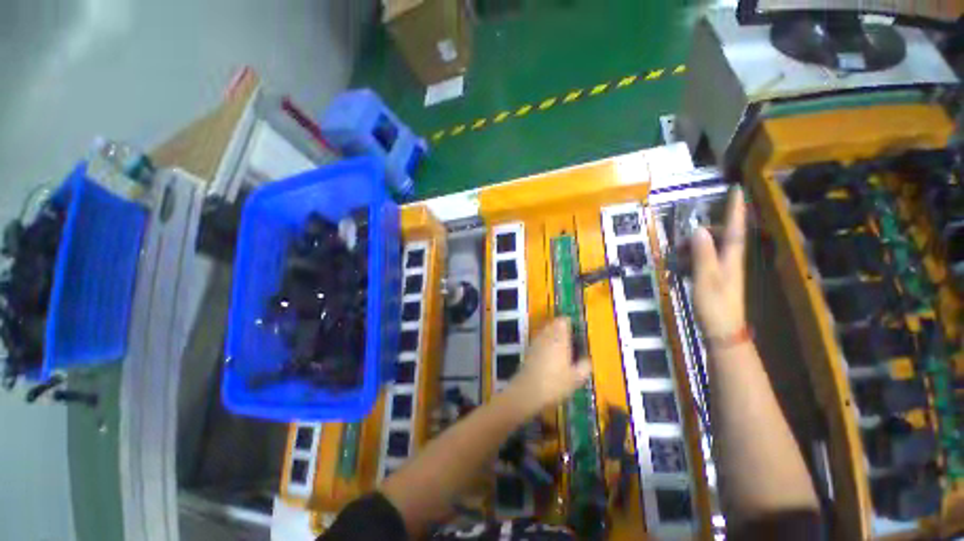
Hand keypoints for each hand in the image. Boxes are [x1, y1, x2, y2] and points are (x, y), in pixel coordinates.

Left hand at [509, 318, 591, 412]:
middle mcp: (547, 336)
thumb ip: (584, 366)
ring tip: (561, 347)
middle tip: (570, 339)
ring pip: (545, 330)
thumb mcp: (576, 378)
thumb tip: (588, 358)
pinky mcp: (529, 349)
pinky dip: (545, 342)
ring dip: (552, 334)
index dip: (570, 324)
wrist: (528, 390)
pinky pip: (539, 339)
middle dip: (561, 328)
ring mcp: (536, 341)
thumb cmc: (555, 383)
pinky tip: (549, 355)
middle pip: (553, 323)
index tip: (576, 331)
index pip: (563, 321)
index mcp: (560, 339)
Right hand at [692, 187, 746, 339]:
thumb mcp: (706, 278)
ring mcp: (723, 272)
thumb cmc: (715, 305)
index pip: (735, 230)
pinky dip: (692, 258)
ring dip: (695, 246)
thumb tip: (698, 229)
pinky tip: (681, 264)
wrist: (723, 331)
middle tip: (683, 238)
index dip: (735, 210)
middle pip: (721, 238)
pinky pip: (704, 261)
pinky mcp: (715, 280)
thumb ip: (702, 254)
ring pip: (711, 249)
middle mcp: (730, 262)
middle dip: (704, 232)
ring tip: (677, 253)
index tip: (736, 190)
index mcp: (731, 259)